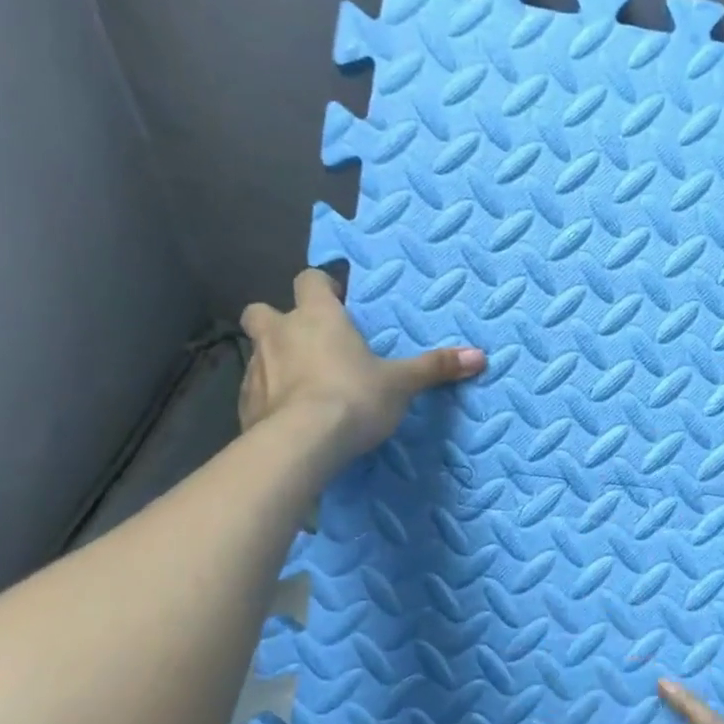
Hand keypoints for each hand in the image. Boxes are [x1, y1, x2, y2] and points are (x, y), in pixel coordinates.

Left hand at [238, 267, 484, 463]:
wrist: (300, 444)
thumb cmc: (354, 397)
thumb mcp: (402, 383)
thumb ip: (435, 367)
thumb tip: (480, 355)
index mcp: (317, 316)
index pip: (309, 280)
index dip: (321, 287)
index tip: (337, 301)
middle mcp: (279, 334)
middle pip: (263, 311)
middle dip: (279, 321)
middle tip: (307, 341)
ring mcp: (255, 369)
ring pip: (258, 352)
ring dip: (276, 360)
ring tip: (304, 385)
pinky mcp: (244, 404)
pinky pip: (256, 391)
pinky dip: (270, 397)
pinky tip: (291, 417)